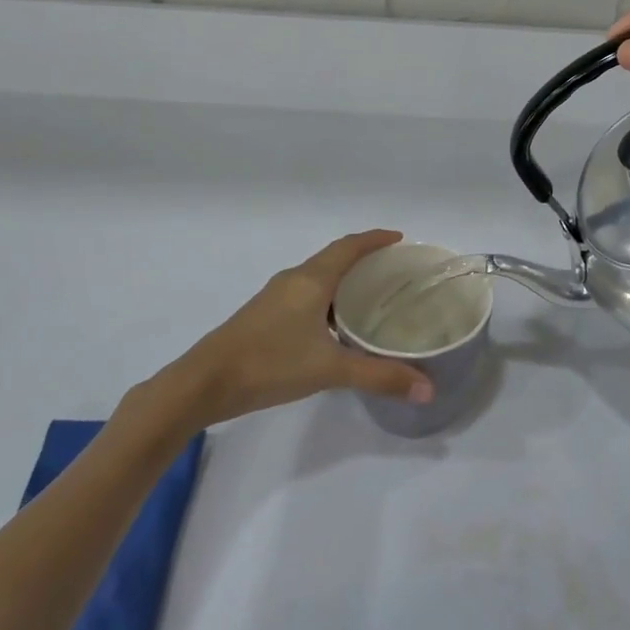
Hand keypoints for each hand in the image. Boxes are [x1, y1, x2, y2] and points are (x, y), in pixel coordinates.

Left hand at [131, 230, 432, 433]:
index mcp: (311, 280)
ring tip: (372, 296)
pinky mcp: (264, 316)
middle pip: (334, 257)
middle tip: (394, 271)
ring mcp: (275, 297)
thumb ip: (380, 377)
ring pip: (318, 277)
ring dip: (344, 279)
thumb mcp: (330, 370)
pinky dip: (327, 298)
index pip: (349, 247)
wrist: (202, 384)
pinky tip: (336, 326)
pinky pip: (305, 294)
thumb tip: (427, 390)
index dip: (375, 239)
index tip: (400, 239)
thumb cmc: (269, 364)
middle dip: (364, 258)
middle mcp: (293, 280)